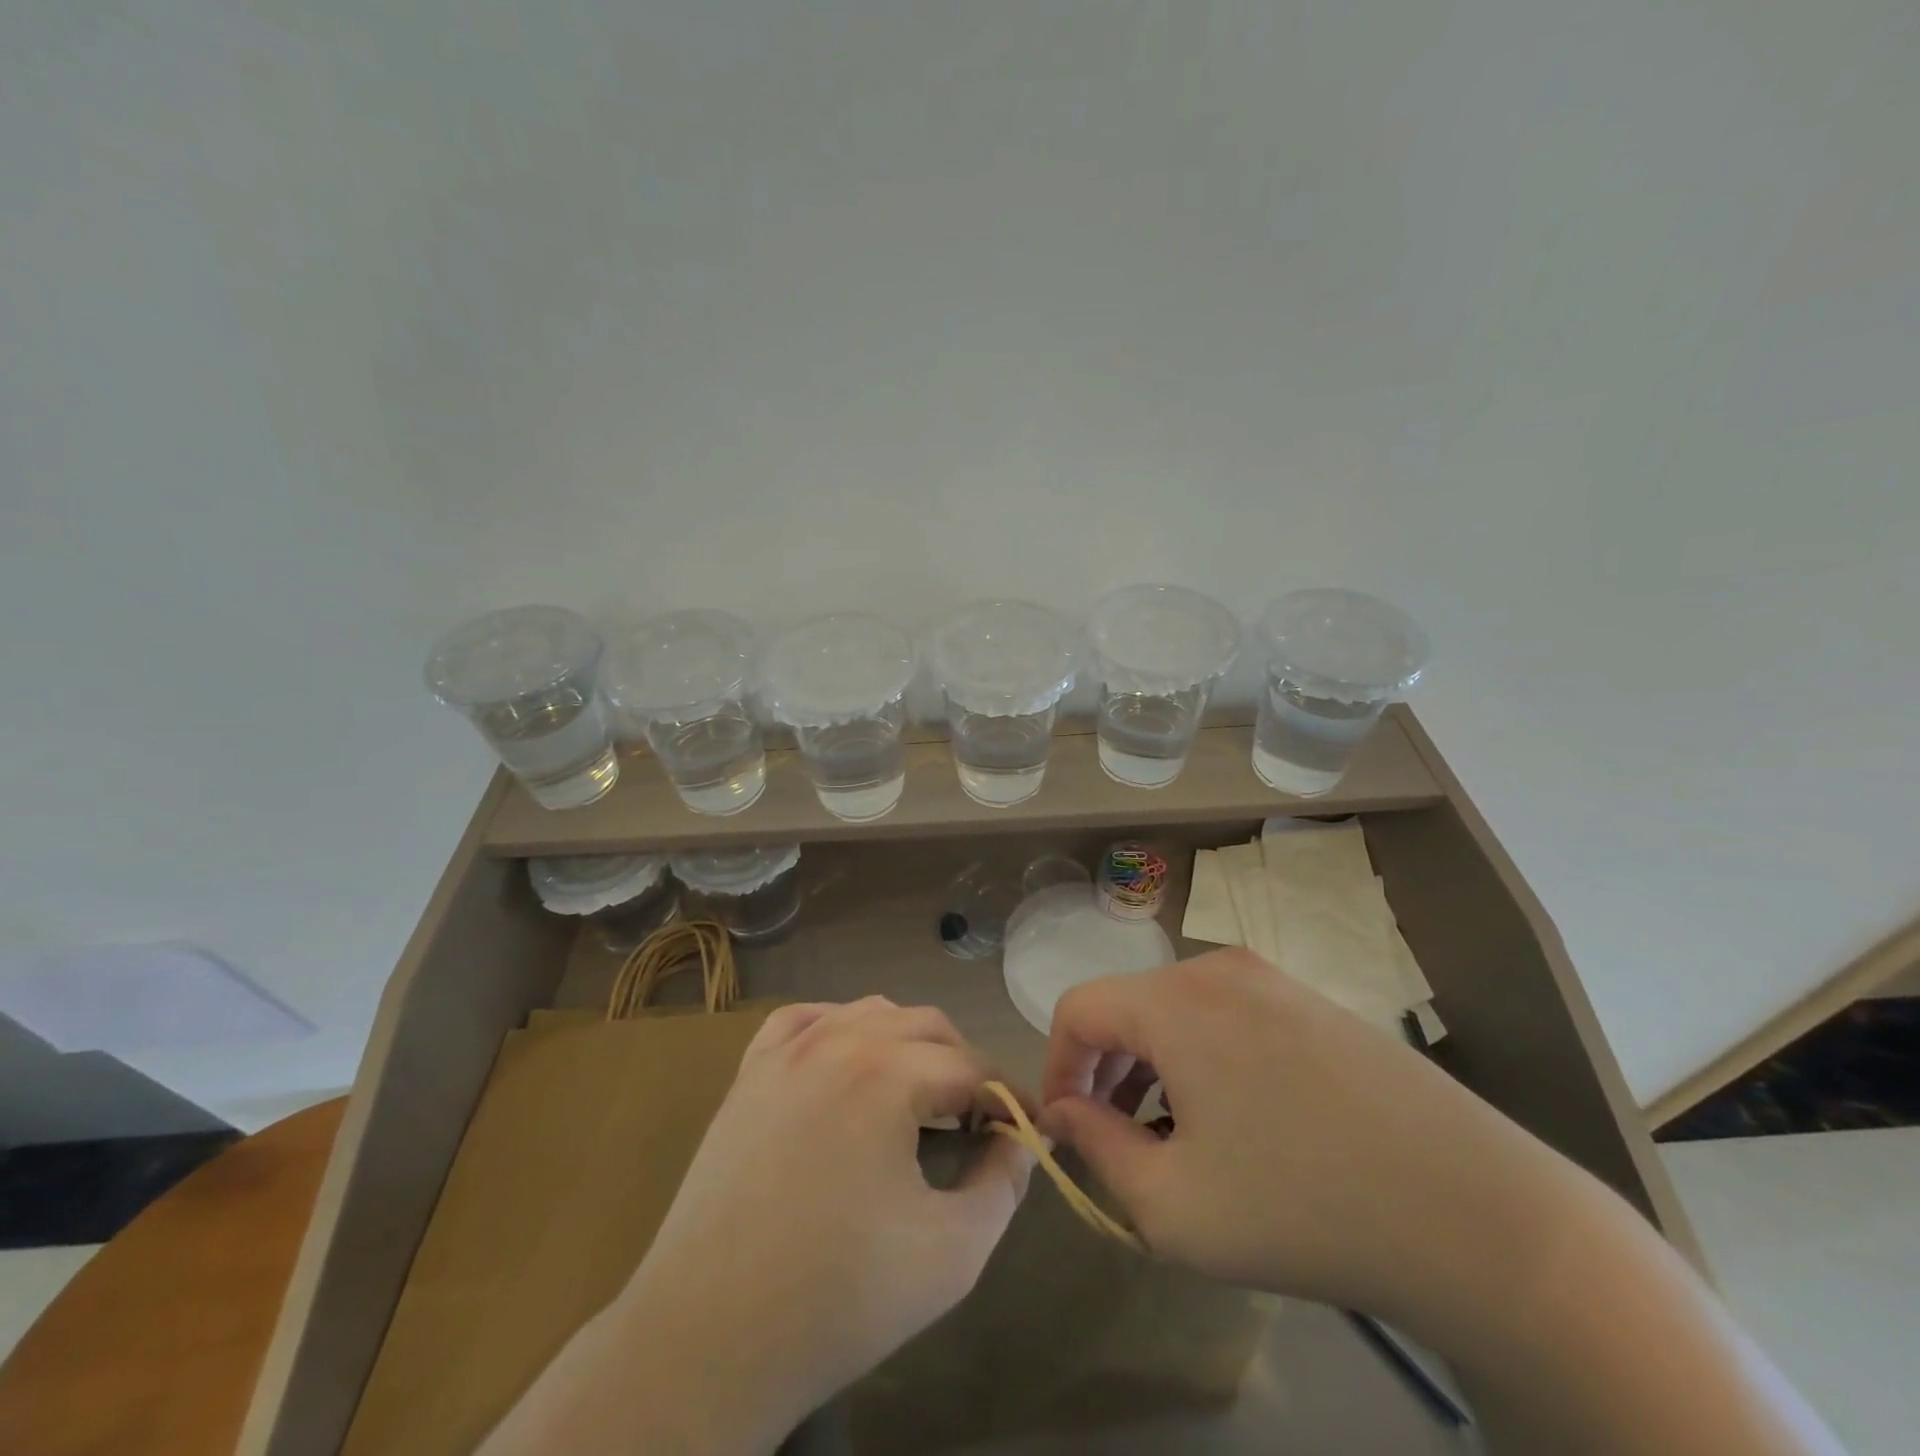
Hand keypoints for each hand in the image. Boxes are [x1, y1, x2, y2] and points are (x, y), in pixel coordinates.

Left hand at [617, 997, 1033, 1449]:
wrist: (709, 1338)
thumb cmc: (839, 1297)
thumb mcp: (953, 1252)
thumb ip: (1003, 1184)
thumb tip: (1019, 1140)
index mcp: (889, 1073)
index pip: (972, 1068)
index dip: (1007, 1099)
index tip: (1022, 1132)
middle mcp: (839, 1040)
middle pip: (927, 1027)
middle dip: (963, 1066)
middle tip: (973, 1122)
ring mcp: (786, 1051)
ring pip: (869, 1012)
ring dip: (907, 1044)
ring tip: (918, 1097)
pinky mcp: (748, 1072)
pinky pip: (805, 1020)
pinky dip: (839, 1028)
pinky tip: (847, 1063)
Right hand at [1040, 948, 1562, 1325]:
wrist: (1480, 1216)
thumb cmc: (1302, 1209)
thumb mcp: (1173, 1205)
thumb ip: (1097, 1148)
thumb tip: (1064, 1111)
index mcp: (1174, 1001)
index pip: (1078, 1009)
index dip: (1059, 1068)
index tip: (1069, 1130)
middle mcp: (1218, 969)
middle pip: (1129, 1007)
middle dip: (1109, 1073)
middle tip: (1124, 1143)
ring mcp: (1274, 980)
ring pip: (1179, 1012)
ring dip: (1158, 1067)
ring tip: (1181, 1139)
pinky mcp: (1315, 1002)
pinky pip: (1230, 1016)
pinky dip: (1207, 1059)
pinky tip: (1244, 1123)